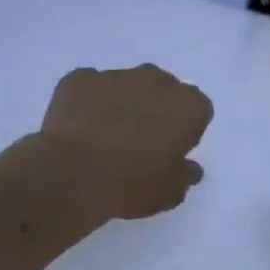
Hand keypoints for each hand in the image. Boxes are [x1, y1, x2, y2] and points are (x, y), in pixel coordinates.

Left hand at [37, 65, 212, 220]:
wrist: (71, 175)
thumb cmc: (131, 185)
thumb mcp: (169, 193)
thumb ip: (184, 176)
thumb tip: (188, 167)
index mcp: (187, 106)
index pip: (198, 110)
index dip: (185, 129)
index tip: (171, 149)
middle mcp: (155, 81)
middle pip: (163, 89)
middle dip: (156, 108)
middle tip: (140, 141)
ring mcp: (115, 76)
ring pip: (126, 86)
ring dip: (122, 103)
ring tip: (105, 136)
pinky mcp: (79, 78)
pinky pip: (91, 87)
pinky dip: (89, 102)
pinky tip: (80, 128)